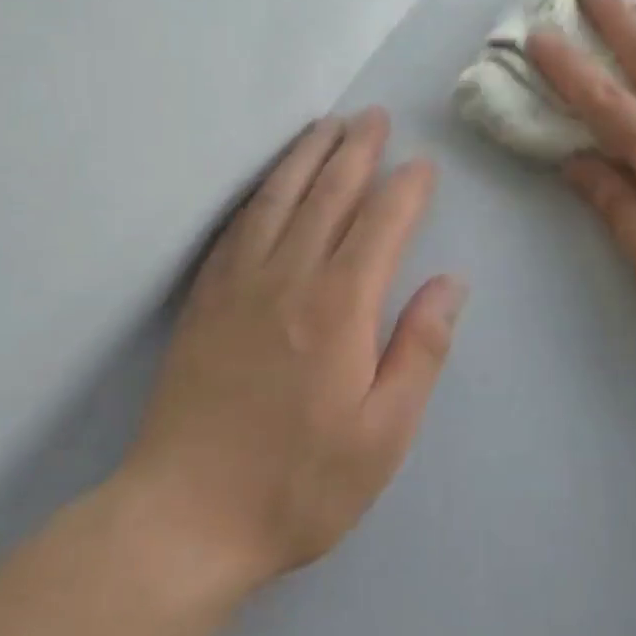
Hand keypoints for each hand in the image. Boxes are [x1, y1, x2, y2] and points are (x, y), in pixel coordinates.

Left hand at [114, 109, 465, 594]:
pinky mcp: (204, 300)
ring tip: (326, 126)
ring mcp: (239, 285)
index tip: (423, 164)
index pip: (381, 224)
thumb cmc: (300, 483)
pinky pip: (236, 227)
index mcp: (340, 307)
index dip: (405, 188)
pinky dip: (259, 192)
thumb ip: (421, 349)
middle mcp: (289, 278)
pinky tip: (270, 182)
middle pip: (328, 194)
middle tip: (374, 117)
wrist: (184, 519)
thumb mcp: (384, 433)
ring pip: (279, 198)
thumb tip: (451, 282)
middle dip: (357, 150)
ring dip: (307, 156)